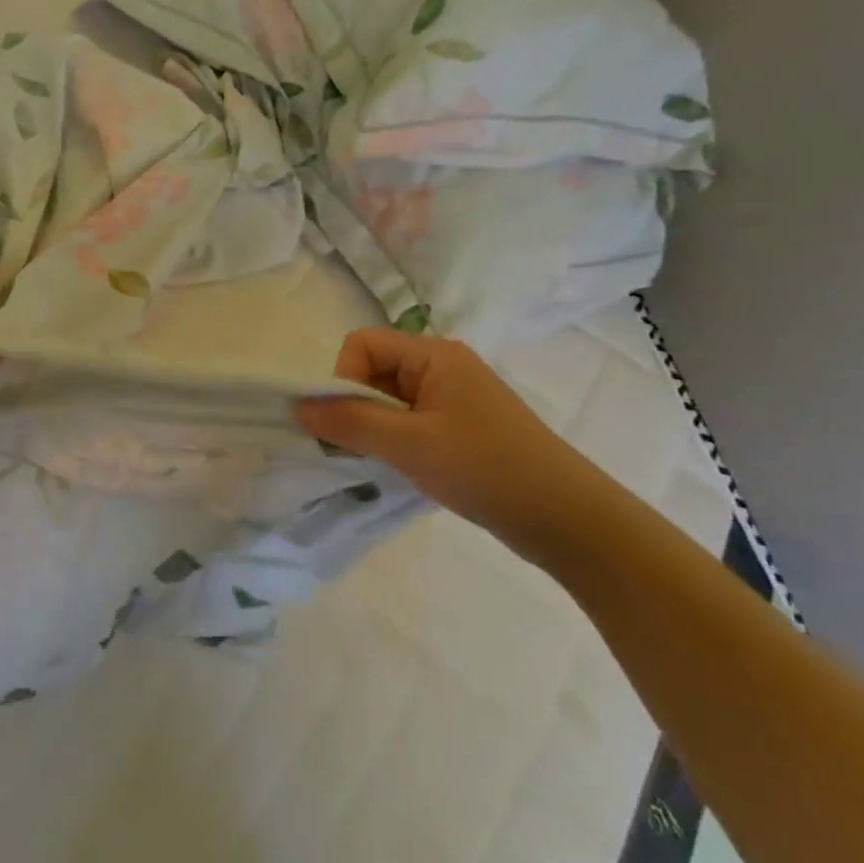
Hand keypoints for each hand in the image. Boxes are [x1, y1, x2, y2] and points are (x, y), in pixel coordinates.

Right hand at [298, 328, 603, 549]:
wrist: (565, 518)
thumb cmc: (485, 469)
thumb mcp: (409, 444)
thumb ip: (349, 422)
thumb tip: (297, 407)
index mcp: (434, 355)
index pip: (362, 344)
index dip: (342, 377)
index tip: (345, 422)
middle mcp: (442, 366)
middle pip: (372, 369)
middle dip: (353, 404)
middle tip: (356, 446)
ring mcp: (453, 397)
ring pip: (387, 398)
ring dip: (372, 426)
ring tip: (382, 460)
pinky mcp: (460, 426)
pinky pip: (407, 419)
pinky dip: (393, 439)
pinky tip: (401, 466)